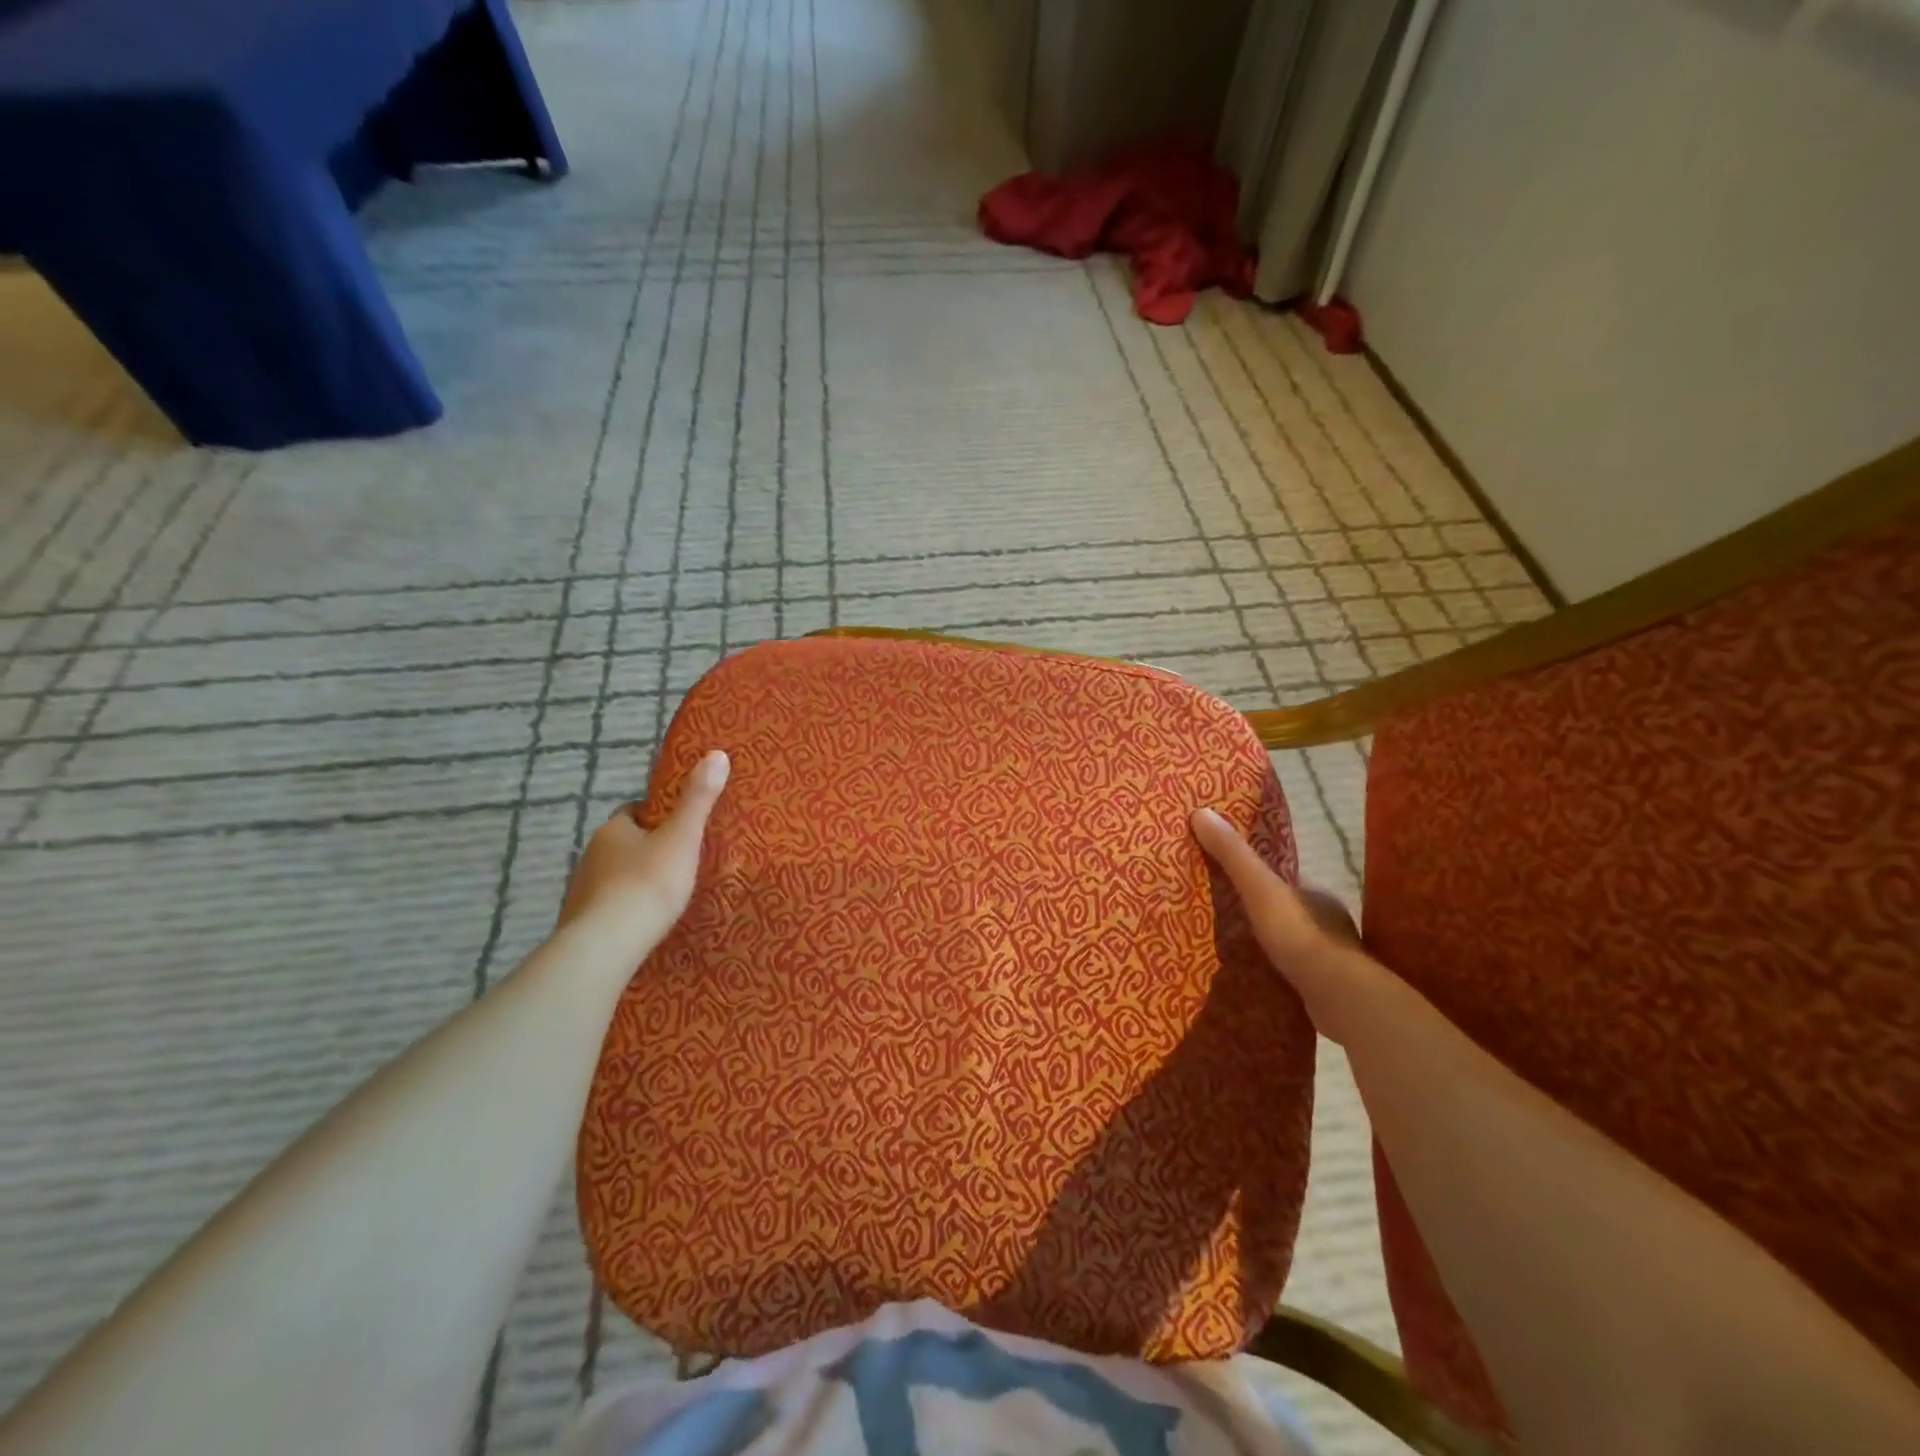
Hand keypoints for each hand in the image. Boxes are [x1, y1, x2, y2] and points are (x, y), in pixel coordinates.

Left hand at [558, 749, 730, 957]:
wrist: (607, 945)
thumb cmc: (648, 883)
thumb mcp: (682, 837)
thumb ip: (698, 799)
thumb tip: (716, 753)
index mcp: (613, 829)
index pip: (635, 812)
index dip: (657, 816)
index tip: (681, 826)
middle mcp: (591, 854)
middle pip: (625, 844)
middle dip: (648, 849)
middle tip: (682, 861)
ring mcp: (582, 891)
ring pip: (615, 876)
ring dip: (636, 881)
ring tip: (668, 895)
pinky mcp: (582, 923)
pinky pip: (610, 907)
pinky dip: (626, 909)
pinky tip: (645, 922)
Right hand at [1191, 804, 1364, 1038]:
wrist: (1338, 997)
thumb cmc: (1299, 934)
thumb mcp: (1259, 887)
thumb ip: (1233, 855)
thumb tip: (1201, 812)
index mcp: (1317, 893)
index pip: (1283, 878)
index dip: (1257, 876)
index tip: (1229, 880)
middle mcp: (1329, 921)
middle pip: (1286, 909)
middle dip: (1261, 912)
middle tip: (1225, 917)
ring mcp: (1331, 956)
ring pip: (1293, 942)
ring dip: (1271, 945)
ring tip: (1236, 950)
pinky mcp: (1328, 988)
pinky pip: (1297, 972)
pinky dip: (1279, 972)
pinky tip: (1258, 977)